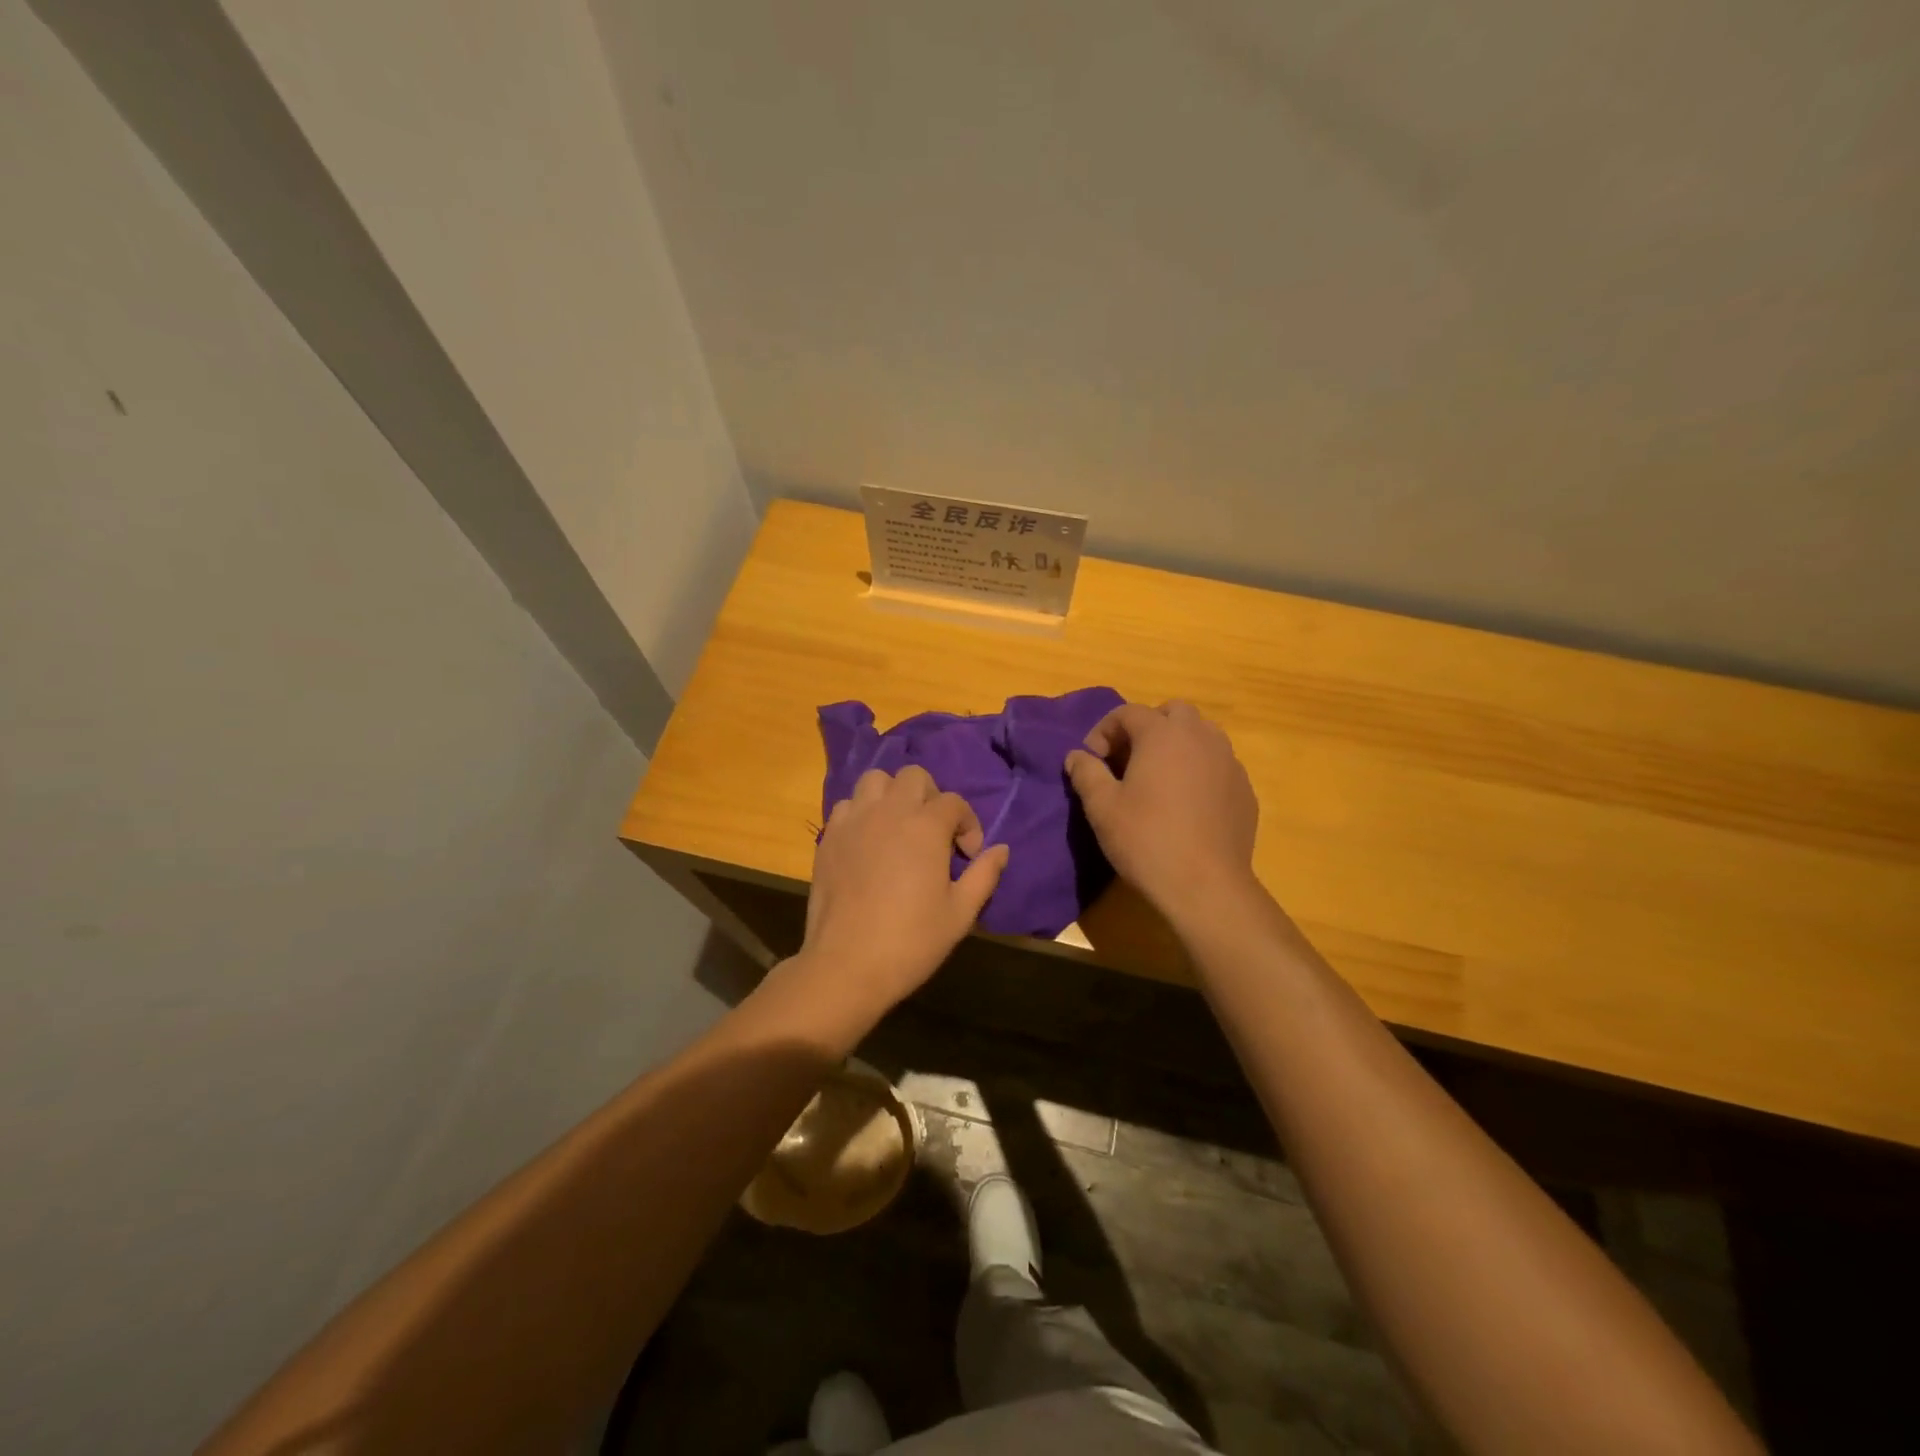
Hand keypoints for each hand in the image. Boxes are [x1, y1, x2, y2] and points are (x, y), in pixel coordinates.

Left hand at [798, 765, 1009, 1015]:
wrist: (847, 964)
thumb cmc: (911, 941)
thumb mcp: (960, 913)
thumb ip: (984, 875)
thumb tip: (1001, 849)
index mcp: (926, 826)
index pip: (954, 802)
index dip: (968, 824)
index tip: (967, 855)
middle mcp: (889, 811)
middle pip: (914, 777)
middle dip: (931, 797)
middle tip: (934, 833)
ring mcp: (855, 821)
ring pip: (875, 780)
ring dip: (892, 795)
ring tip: (899, 827)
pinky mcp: (829, 836)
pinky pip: (847, 805)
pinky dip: (862, 812)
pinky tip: (868, 841)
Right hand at [1065, 701, 1260, 921]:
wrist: (1206, 886)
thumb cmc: (1146, 840)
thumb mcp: (1102, 807)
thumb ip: (1086, 773)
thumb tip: (1077, 755)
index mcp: (1162, 734)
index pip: (1128, 713)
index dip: (1104, 731)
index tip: (1092, 761)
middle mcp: (1200, 737)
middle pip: (1172, 712)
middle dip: (1146, 728)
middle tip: (1128, 761)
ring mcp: (1229, 762)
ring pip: (1201, 735)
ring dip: (1176, 745)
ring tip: (1158, 779)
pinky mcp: (1245, 790)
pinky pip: (1218, 765)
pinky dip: (1199, 770)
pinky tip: (1186, 804)